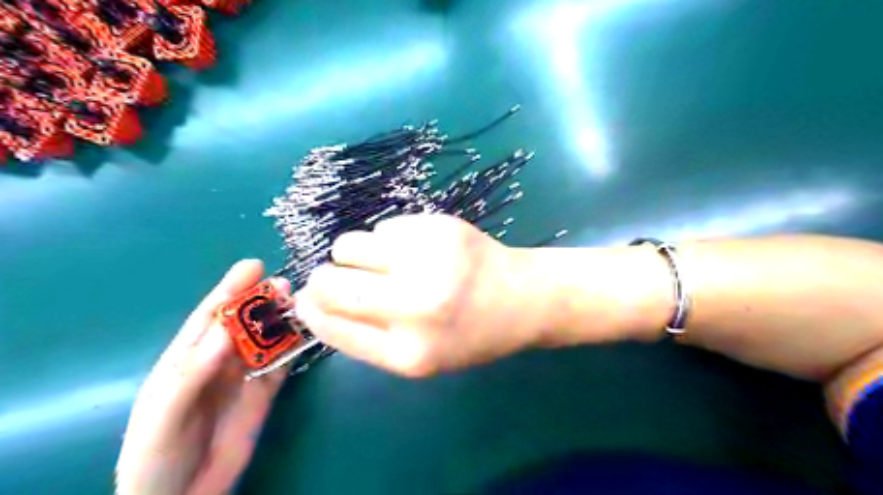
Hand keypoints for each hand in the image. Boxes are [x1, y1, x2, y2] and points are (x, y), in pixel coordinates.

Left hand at [114, 261, 288, 491]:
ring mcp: (245, 375)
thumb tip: (225, 331)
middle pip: (244, 322)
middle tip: (285, 285)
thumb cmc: (156, 455)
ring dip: (283, 320)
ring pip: (267, 338)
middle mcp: (219, 360)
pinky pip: (282, 363)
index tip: (254, 266)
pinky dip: (294, 347)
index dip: (230, 289)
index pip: (210, 316)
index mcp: (188, 358)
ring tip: (301, 304)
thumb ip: (194, 373)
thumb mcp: (166, 415)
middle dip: (263, 300)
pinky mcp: (265, 392)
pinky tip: (307, 334)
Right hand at [292, 212, 549, 378]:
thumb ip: (367, 335)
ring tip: (384, 262)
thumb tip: (311, 302)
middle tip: (338, 277)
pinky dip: (389, 239)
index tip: (306, 299)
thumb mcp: (420, 355)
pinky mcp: (439, 226)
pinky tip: (417, 249)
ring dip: (354, 254)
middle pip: (331, 283)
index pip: (332, 325)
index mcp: (409, 353)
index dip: (311, 310)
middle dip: (323, 279)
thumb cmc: (470, 334)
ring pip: (349, 245)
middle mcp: (416, 306)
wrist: (523, 298)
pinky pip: (384, 227)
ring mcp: (429, 260)